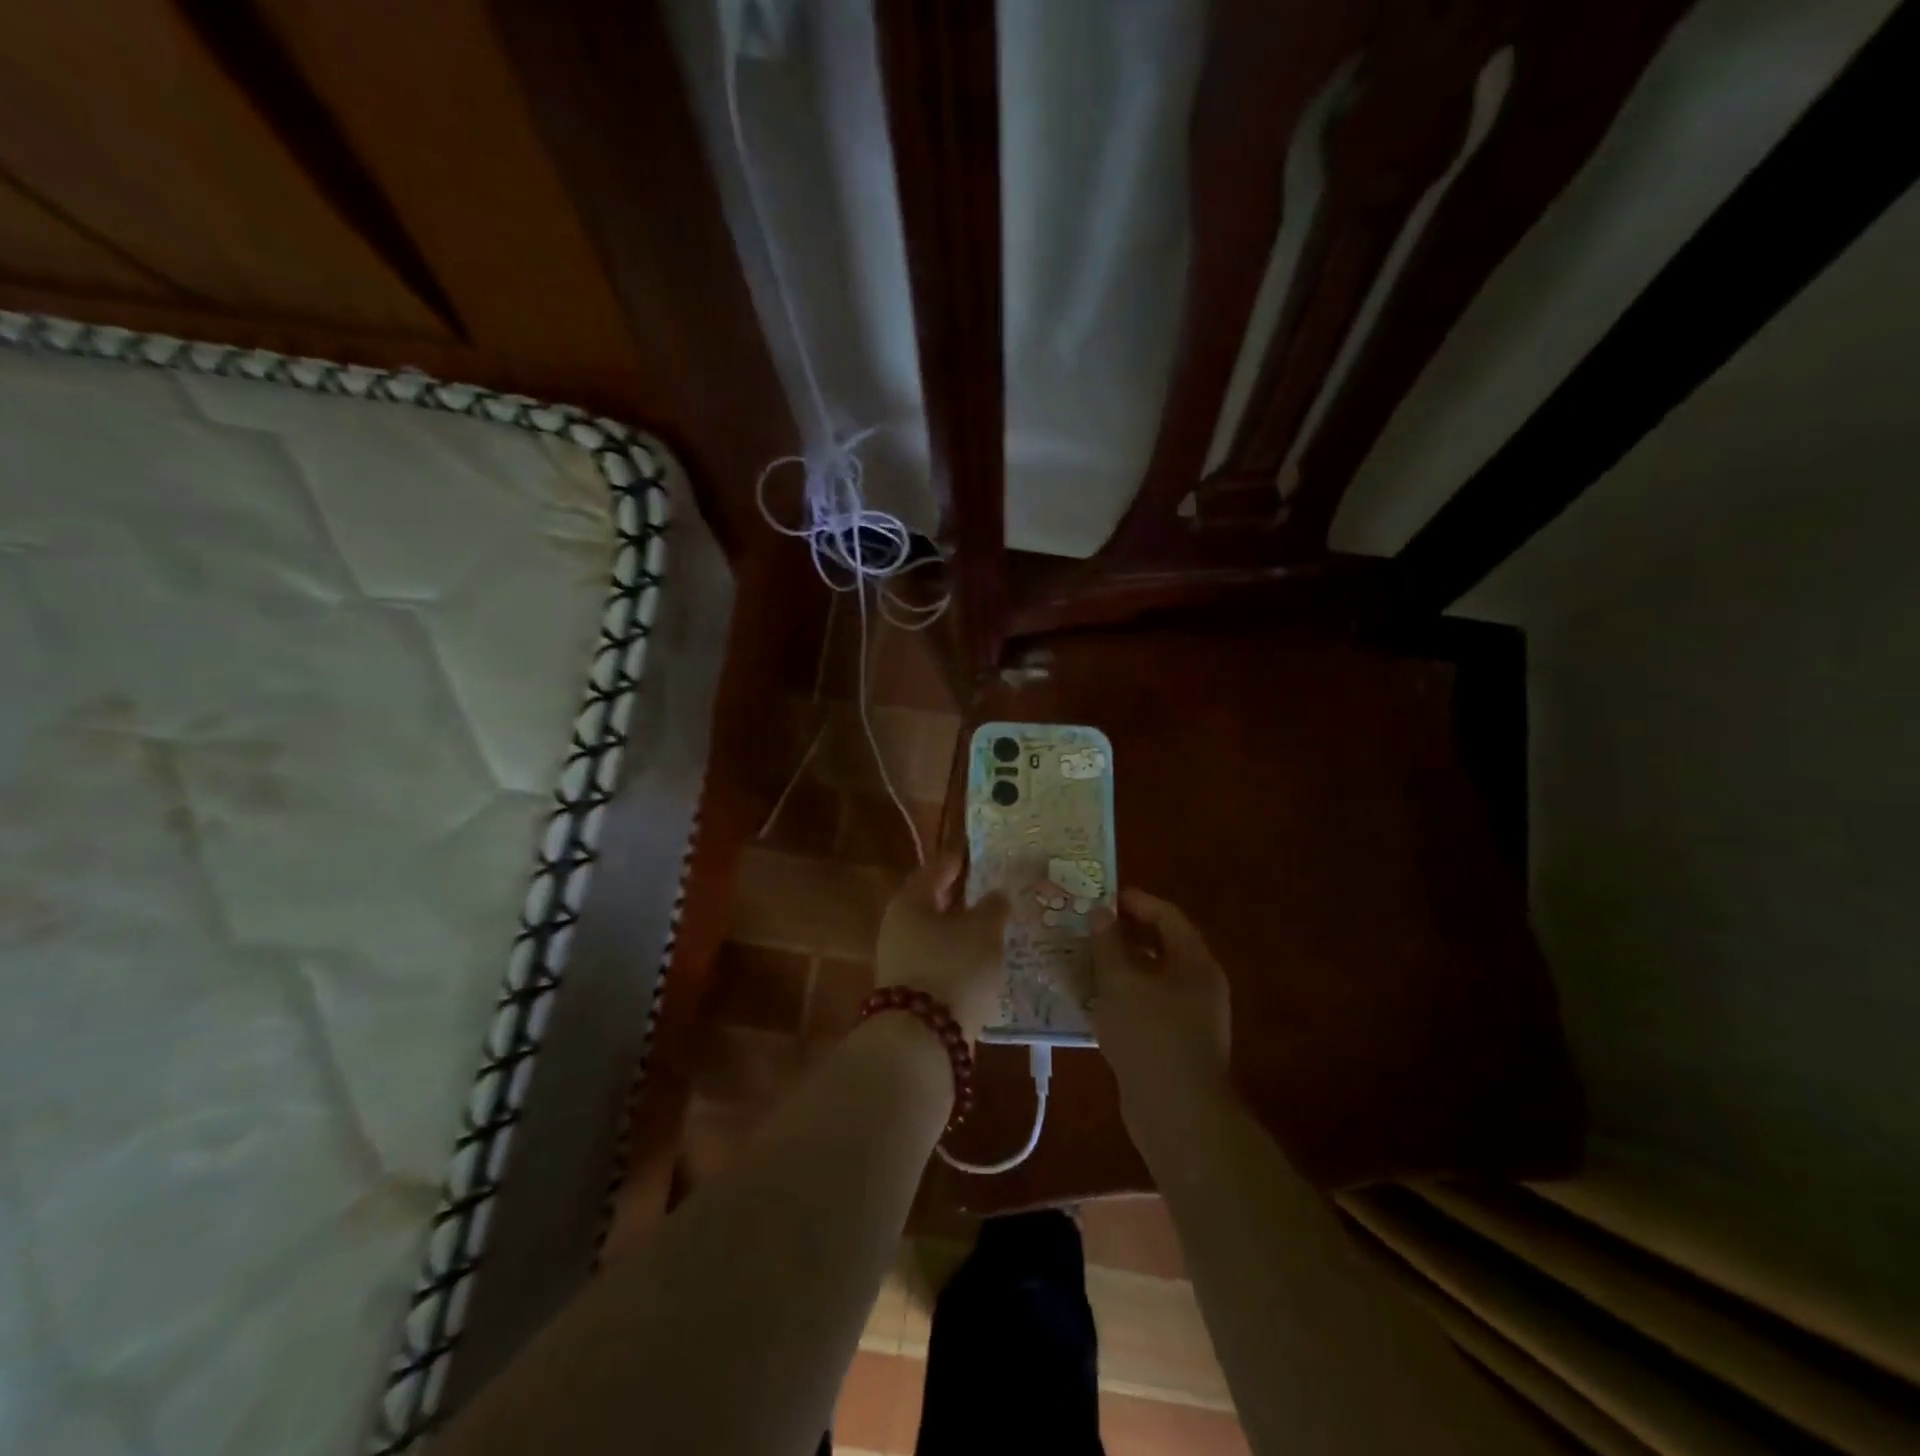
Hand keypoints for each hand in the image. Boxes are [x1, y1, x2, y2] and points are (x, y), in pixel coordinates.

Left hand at [875, 852, 1010, 1039]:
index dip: (956, 860)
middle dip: (958, 897)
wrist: (924, 1038)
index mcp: (911, 901)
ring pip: (935, 935)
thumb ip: (993, 907)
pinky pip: (939, 962)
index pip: (935, 869)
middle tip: (988, 889)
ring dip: (960, 930)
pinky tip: (981, 962)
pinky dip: (958, 957)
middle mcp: (898, 927)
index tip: (974, 853)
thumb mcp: (983, 931)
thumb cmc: (954, 967)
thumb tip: (997, 894)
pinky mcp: (912, 992)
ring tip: (992, 927)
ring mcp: (900, 961)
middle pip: (931, 903)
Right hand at [1078, 889, 1230, 1115]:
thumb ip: (1107, 943)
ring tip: (1081, 960)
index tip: (1103, 897)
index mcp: (1195, 963)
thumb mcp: (1120, 981)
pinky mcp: (1174, 1046)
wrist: (1177, 1114)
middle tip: (1086, 927)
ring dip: (1118, 968)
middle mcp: (1198, 986)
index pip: (1167, 916)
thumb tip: (1100, 913)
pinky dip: (1121, 999)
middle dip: (1123, 935)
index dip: (1136, 902)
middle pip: (1160, 947)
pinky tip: (1091, 1002)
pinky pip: (1146, 1009)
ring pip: (1150, 980)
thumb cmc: (1150, 1035)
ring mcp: (1189, 1019)